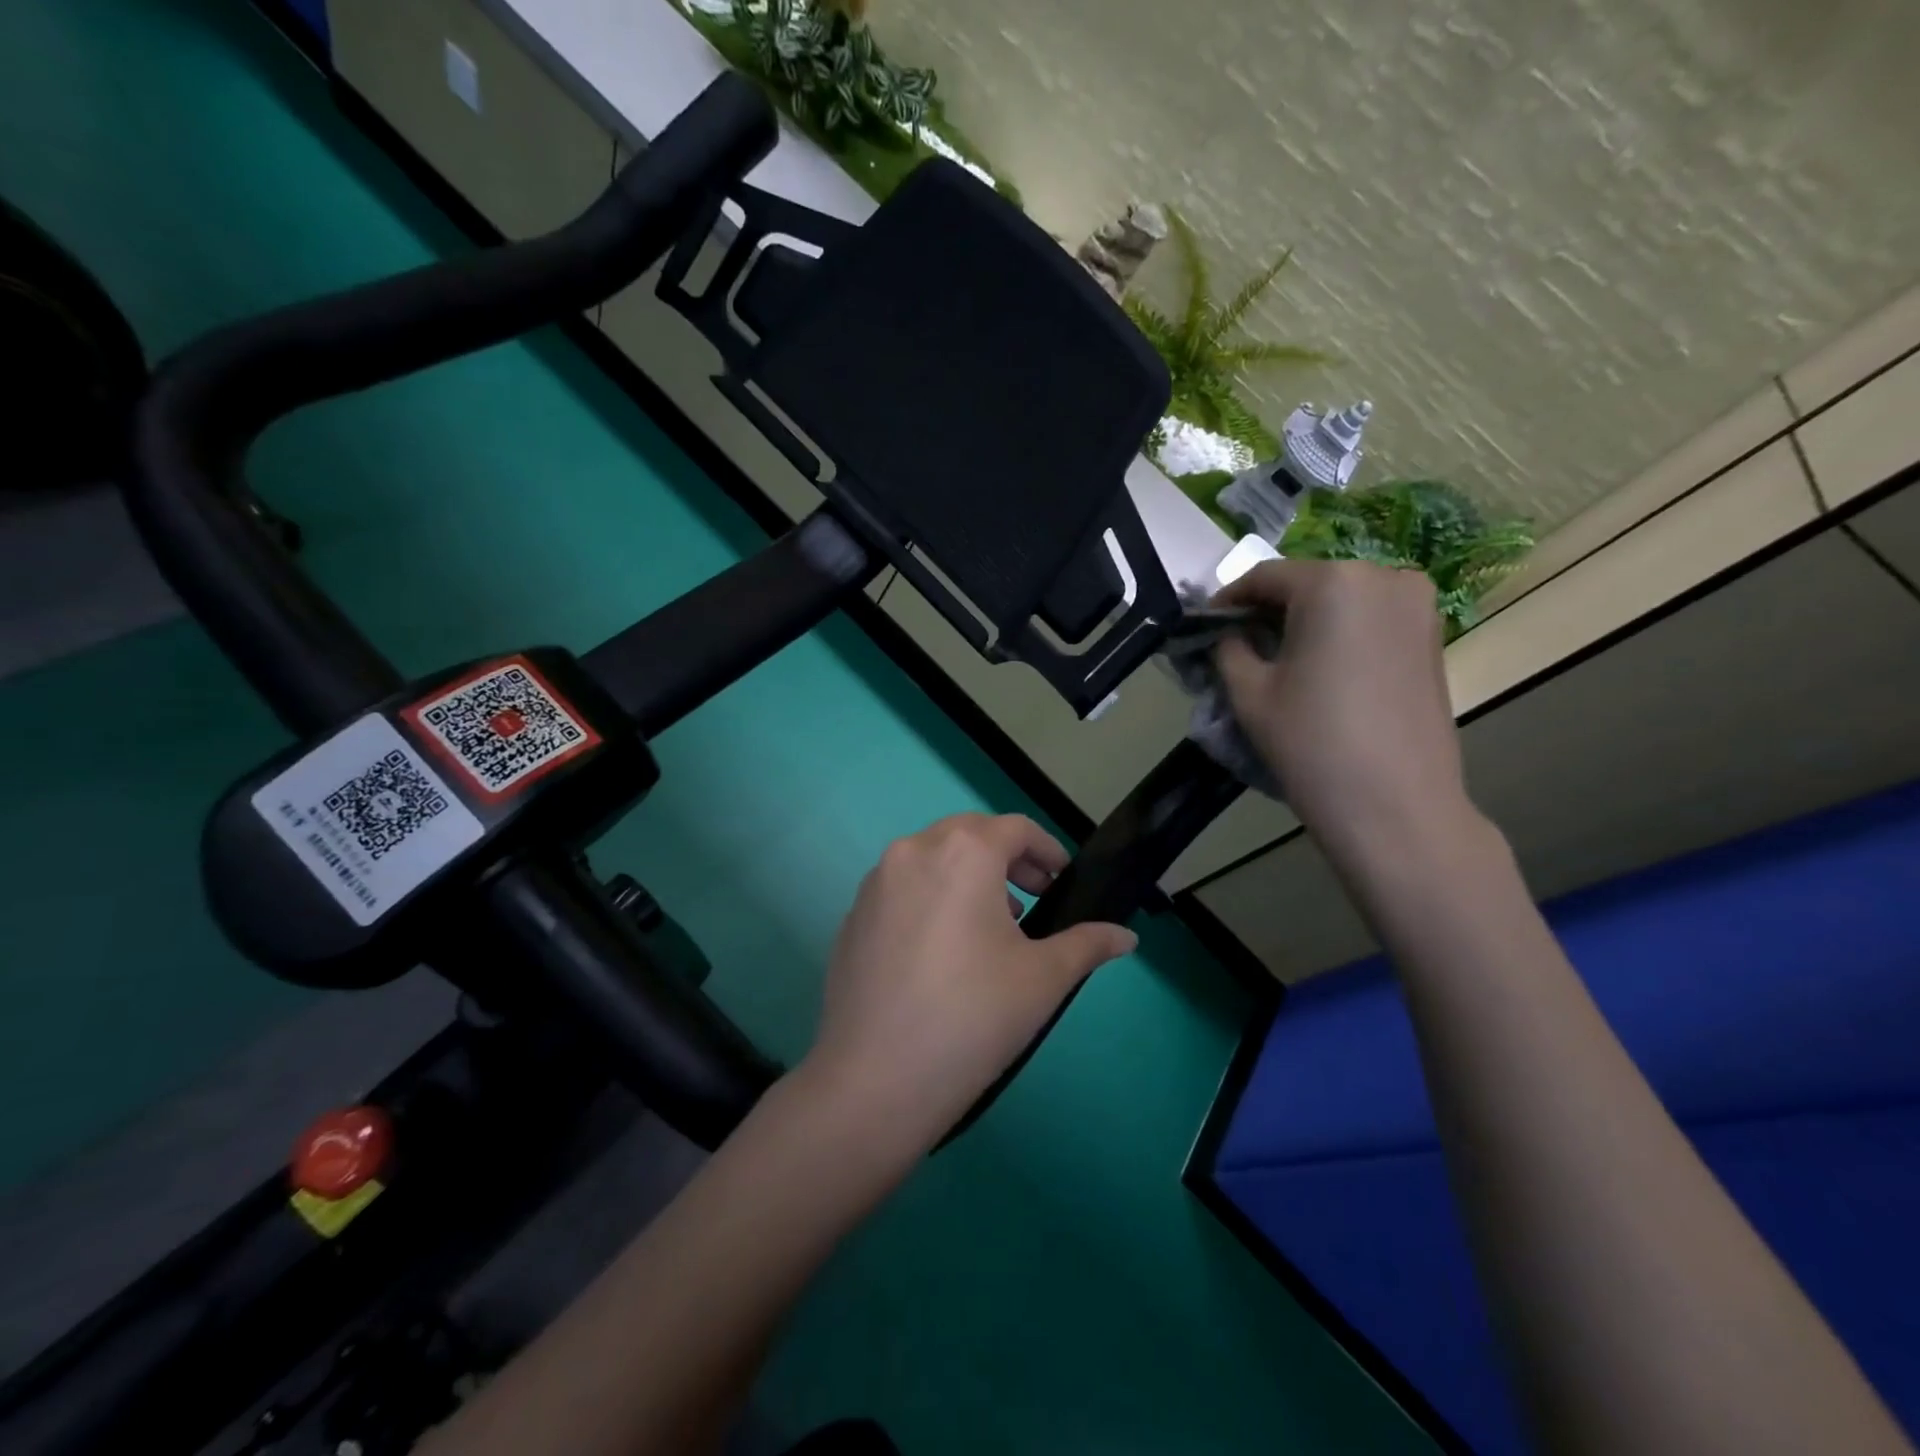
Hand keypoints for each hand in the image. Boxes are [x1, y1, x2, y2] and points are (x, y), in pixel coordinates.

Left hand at [802, 813, 1136, 1149]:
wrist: (874, 1080)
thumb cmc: (973, 1017)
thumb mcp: (1043, 978)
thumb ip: (1088, 944)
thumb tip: (1126, 937)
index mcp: (962, 852)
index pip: (1014, 829)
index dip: (1046, 850)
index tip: (1062, 882)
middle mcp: (912, 851)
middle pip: (970, 834)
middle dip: (1007, 859)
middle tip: (1033, 899)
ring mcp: (875, 882)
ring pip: (932, 858)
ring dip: (968, 876)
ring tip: (991, 926)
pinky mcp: (852, 915)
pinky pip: (903, 887)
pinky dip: (932, 896)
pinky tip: (944, 950)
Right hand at [1212, 559, 1472, 861]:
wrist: (1395, 805)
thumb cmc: (1312, 742)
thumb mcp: (1248, 692)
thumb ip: (1228, 647)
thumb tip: (1228, 633)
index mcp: (1332, 581)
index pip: (1263, 577)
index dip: (1227, 601)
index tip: (1204, 628)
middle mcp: (1383, 576)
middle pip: (1306, 583)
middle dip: (1267, 610)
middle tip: (1237, 645)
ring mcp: (1417, 605)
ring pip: (1340, 599)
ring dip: (1304, 621)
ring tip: (1277, 659)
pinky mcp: (1432, 635)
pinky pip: (1370, 618)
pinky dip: (1338, 633)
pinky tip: (1319, 669)